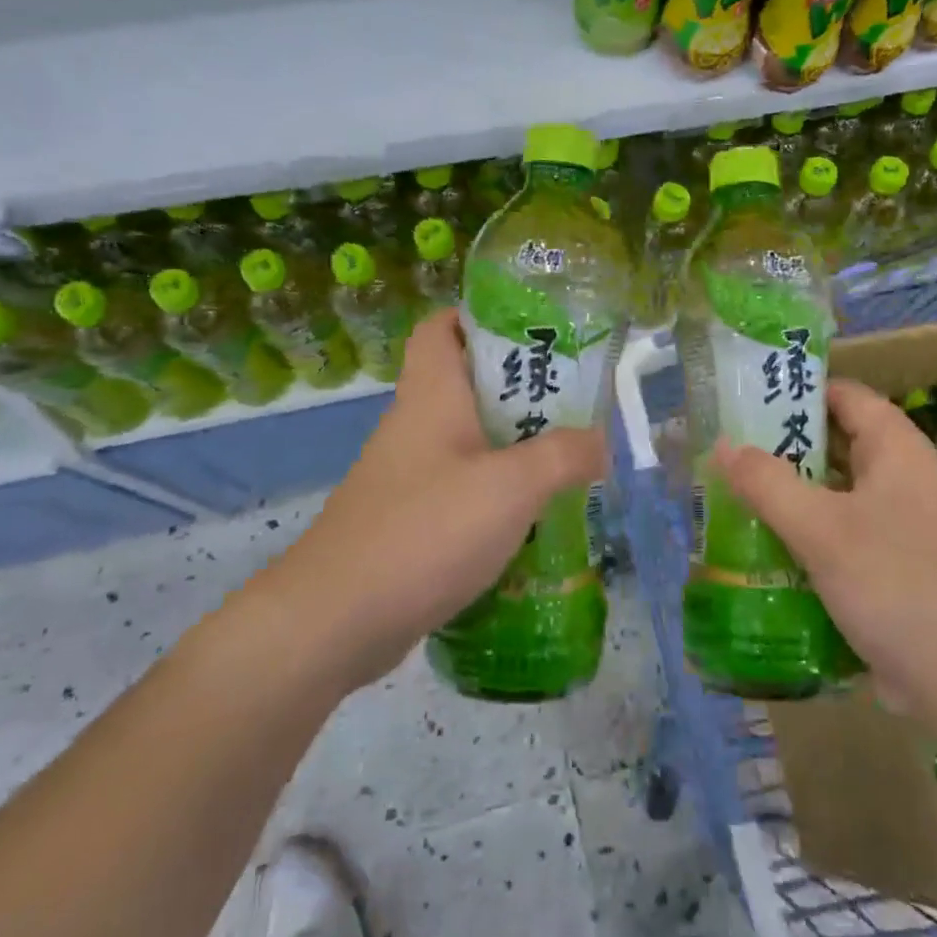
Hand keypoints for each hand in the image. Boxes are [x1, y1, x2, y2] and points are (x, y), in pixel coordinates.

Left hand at [253, 309, 606, 694]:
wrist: (336, 620)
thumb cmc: (426, 529)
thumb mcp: (511, 486)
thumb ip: (564, 456)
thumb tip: (600, 443)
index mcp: (431, 394)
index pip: (441, 327)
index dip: (479, 317)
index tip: (531, 331)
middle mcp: (415, 425)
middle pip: (465, 384)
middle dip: (519, 388)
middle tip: (571, 402)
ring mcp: (406, 475)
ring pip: (467, 440)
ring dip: (512, 445)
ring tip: (565, 458)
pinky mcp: (406, 519)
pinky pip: (459, 488)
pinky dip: (493, 493)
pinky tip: (529, 518)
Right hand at [714, 379, 936, 714]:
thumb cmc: (895, 582)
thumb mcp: (821, 528)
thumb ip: (767, 482)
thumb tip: (721, 443)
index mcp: (895, 449)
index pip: (843, 395)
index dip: (797, 390)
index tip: (745, 397)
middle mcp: (898, 478)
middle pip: (833, 443)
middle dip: (781, 445)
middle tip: (725, 448)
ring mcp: (895, 524)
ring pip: (831, 492)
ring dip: (787, 492)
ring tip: (729, 492)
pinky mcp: (888, 566)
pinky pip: (836, 533)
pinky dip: (802, 532)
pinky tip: (761, 544)